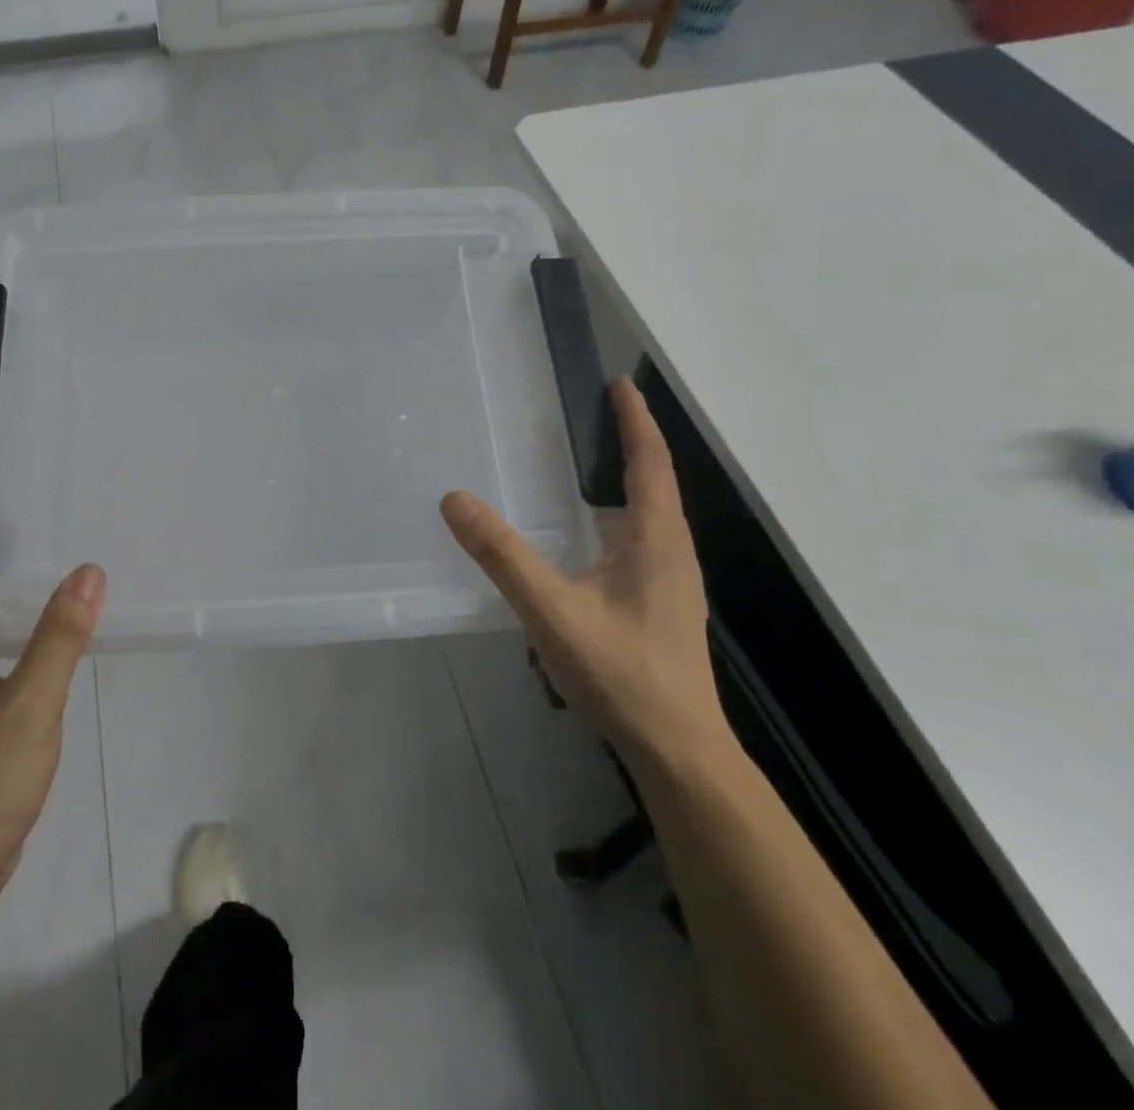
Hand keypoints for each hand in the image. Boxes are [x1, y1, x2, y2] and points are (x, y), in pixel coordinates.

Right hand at [441, 378, 729, 769]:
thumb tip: (455, 499)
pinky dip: (621, 513)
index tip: (621, 383)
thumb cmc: (622, 674)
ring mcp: (671, 579)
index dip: (635, 420)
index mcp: (656, 540)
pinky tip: (593, 533)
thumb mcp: (552, 611)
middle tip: (596, 411)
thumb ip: (502, 555)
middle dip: (631, 441)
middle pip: (655, 480)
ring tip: (593, 459)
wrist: (678, 750)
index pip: (650, 463)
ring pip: (652, 512)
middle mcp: (671, 550)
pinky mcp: (661, 602)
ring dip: (629, 477)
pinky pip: (643, 538)